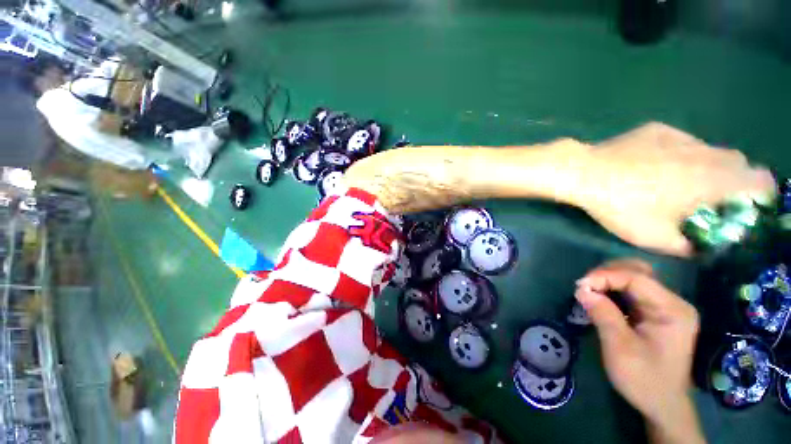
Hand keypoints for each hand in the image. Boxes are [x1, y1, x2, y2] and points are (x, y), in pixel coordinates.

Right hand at [575, 260, 704, 443]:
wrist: (662, 405)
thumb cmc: (644, 380)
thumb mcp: (620, 348)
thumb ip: (602, 314)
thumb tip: (581, 290)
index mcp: (672, 310)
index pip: (637, 278)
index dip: (605, 276)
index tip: (579, 286)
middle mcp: (673, 302)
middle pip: (639, 271)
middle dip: (608, 273)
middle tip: (585, 286)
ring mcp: (665, 307)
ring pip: (635, 278)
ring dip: (609, 279)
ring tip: (589, 290)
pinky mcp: (656, 313)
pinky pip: (632, 291)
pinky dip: (613, 289)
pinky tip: (600, 297)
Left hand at [576, 123, 774, 255]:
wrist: (585, 173)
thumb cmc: (621, 206)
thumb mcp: (655, 238)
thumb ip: (686, 246)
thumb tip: (698, 247)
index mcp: (715, 179)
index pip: (761, 181)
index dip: (760, 197)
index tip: (744, 209)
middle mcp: (707, 152)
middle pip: (738, 165)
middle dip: (733, 183)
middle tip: (709, 200)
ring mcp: (681, 136)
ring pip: (710, 151)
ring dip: (706, 167)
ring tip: (678, 184)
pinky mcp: (657, 130)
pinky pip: (682, 142)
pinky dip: (681, 155)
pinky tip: (652, 166)